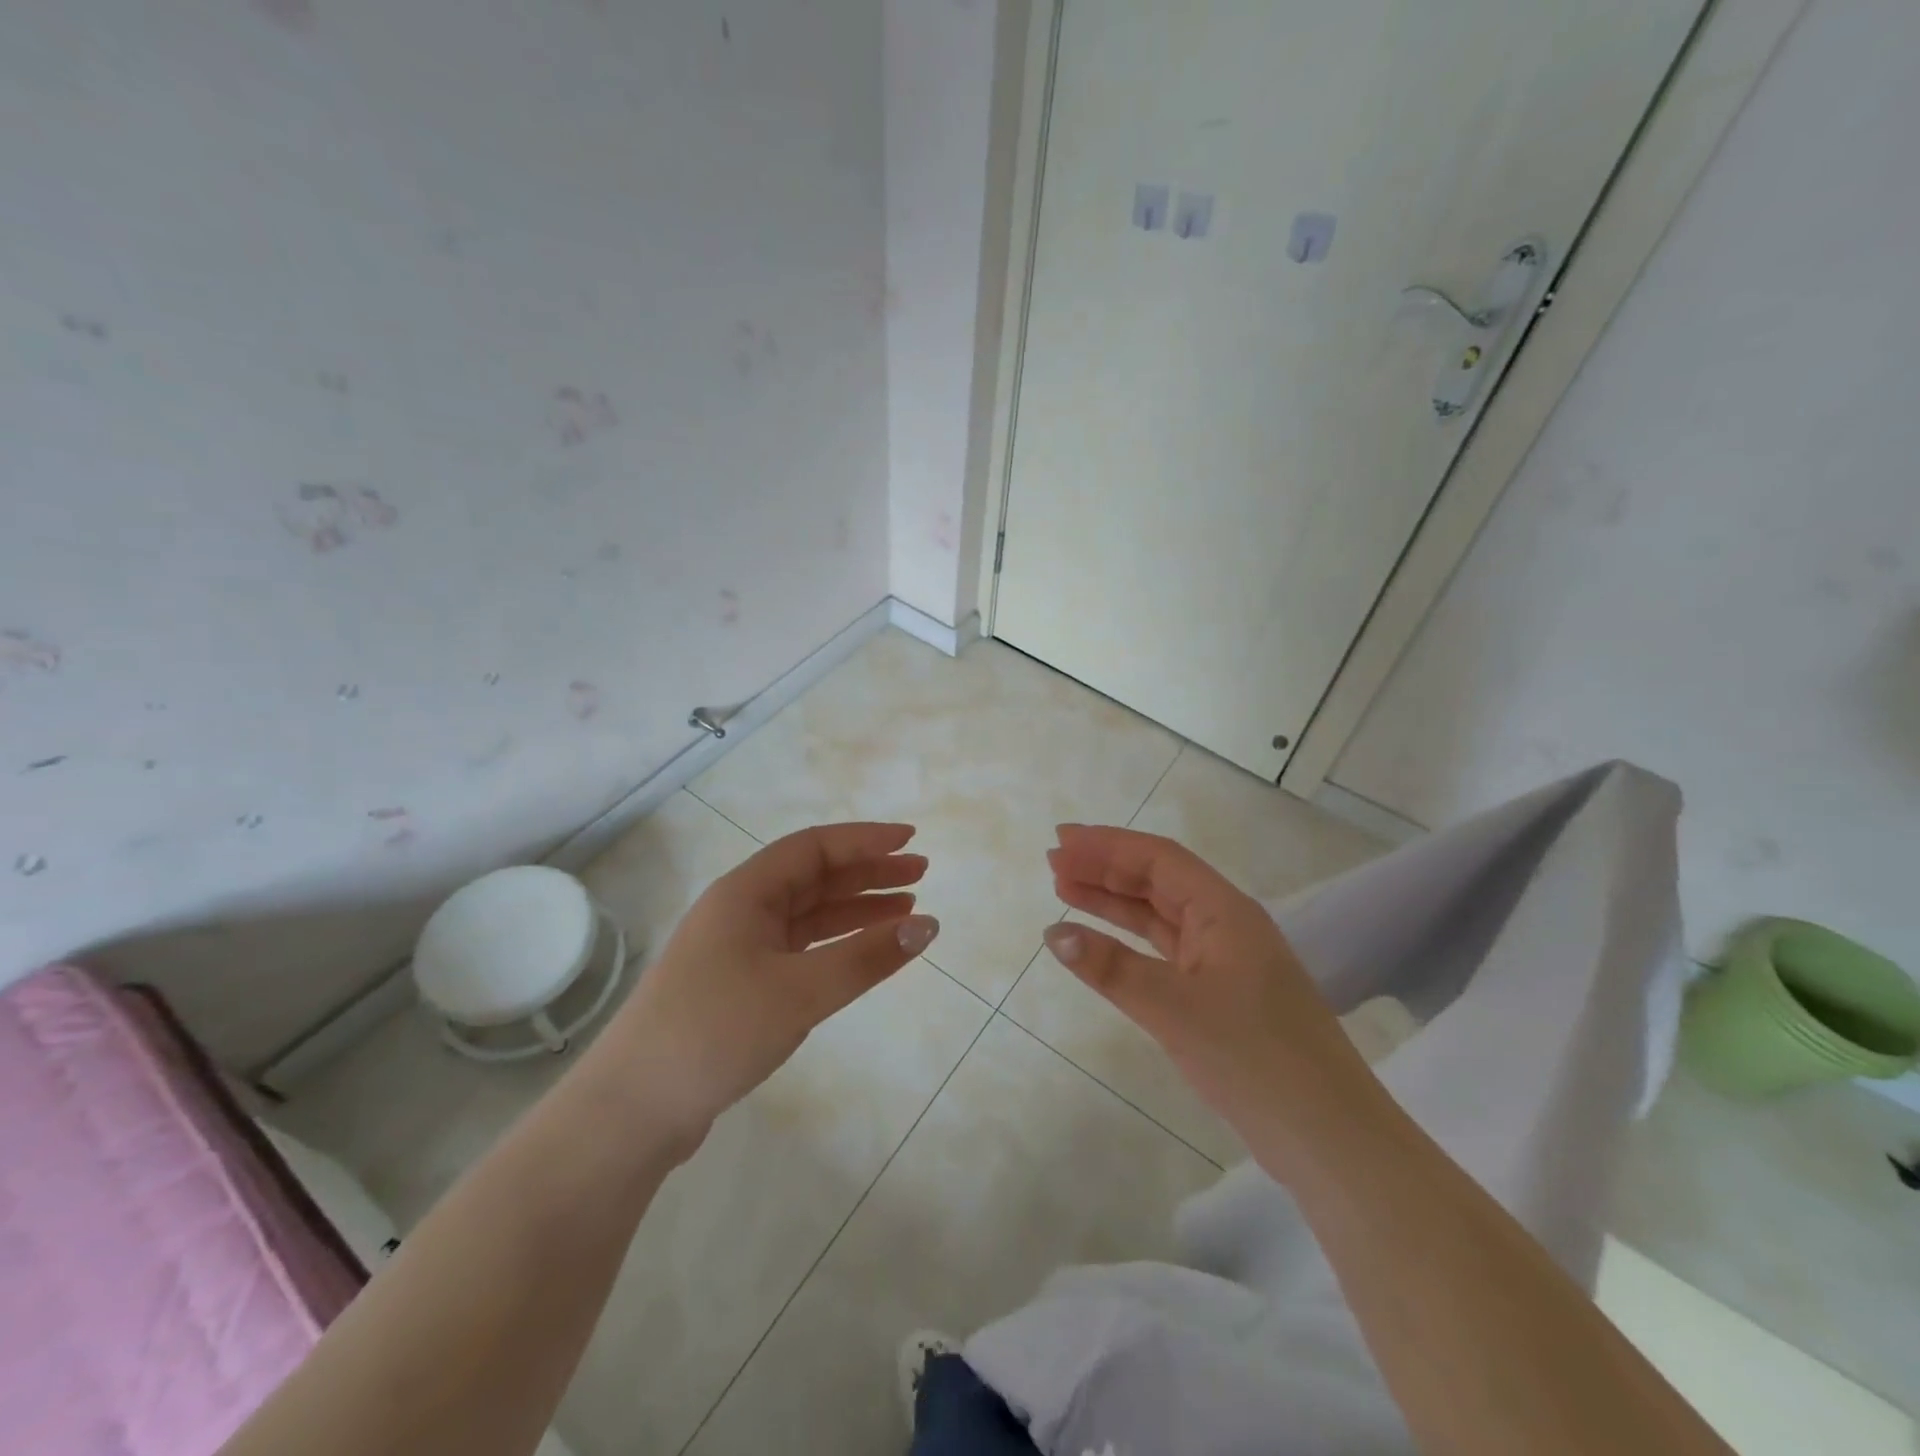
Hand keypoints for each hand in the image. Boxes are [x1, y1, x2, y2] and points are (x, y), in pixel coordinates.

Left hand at [598, 823, 937, 1152]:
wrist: (632, 1110)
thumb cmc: (715, 1031)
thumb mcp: (800, 992)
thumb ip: (867, 957)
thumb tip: (929, 924)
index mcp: (745, 892)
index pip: (814, 847)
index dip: (864, 840)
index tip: (910, 840)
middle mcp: (740, 910)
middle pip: (813, 877)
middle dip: (867, 873)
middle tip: (919, 874)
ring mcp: (737, 949)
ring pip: (808, 914)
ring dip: (855, 909)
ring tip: (906, 910)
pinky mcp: (739, 985)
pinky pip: (799, 948)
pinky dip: (835, 945)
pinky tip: (863, 952)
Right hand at [1042, 823, 1377, 1165]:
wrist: (1330, 1140)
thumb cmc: (1255, 1060)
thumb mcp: (1174, 1009)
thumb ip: (1111, 967)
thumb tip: (1054, 932)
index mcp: (1225, 911)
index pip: (1159, 859)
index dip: (1108, 845)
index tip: (1061, 840)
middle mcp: (1226, 926)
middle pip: (1158, 881)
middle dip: (1106, 868)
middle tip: (1054, 862)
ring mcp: (1225, 962)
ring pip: (1160, 916)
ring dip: (1114, 902)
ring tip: (1064, 890)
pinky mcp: (1221, 996)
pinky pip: (1165, 953)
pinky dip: (1129, 943)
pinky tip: (1100, 945)